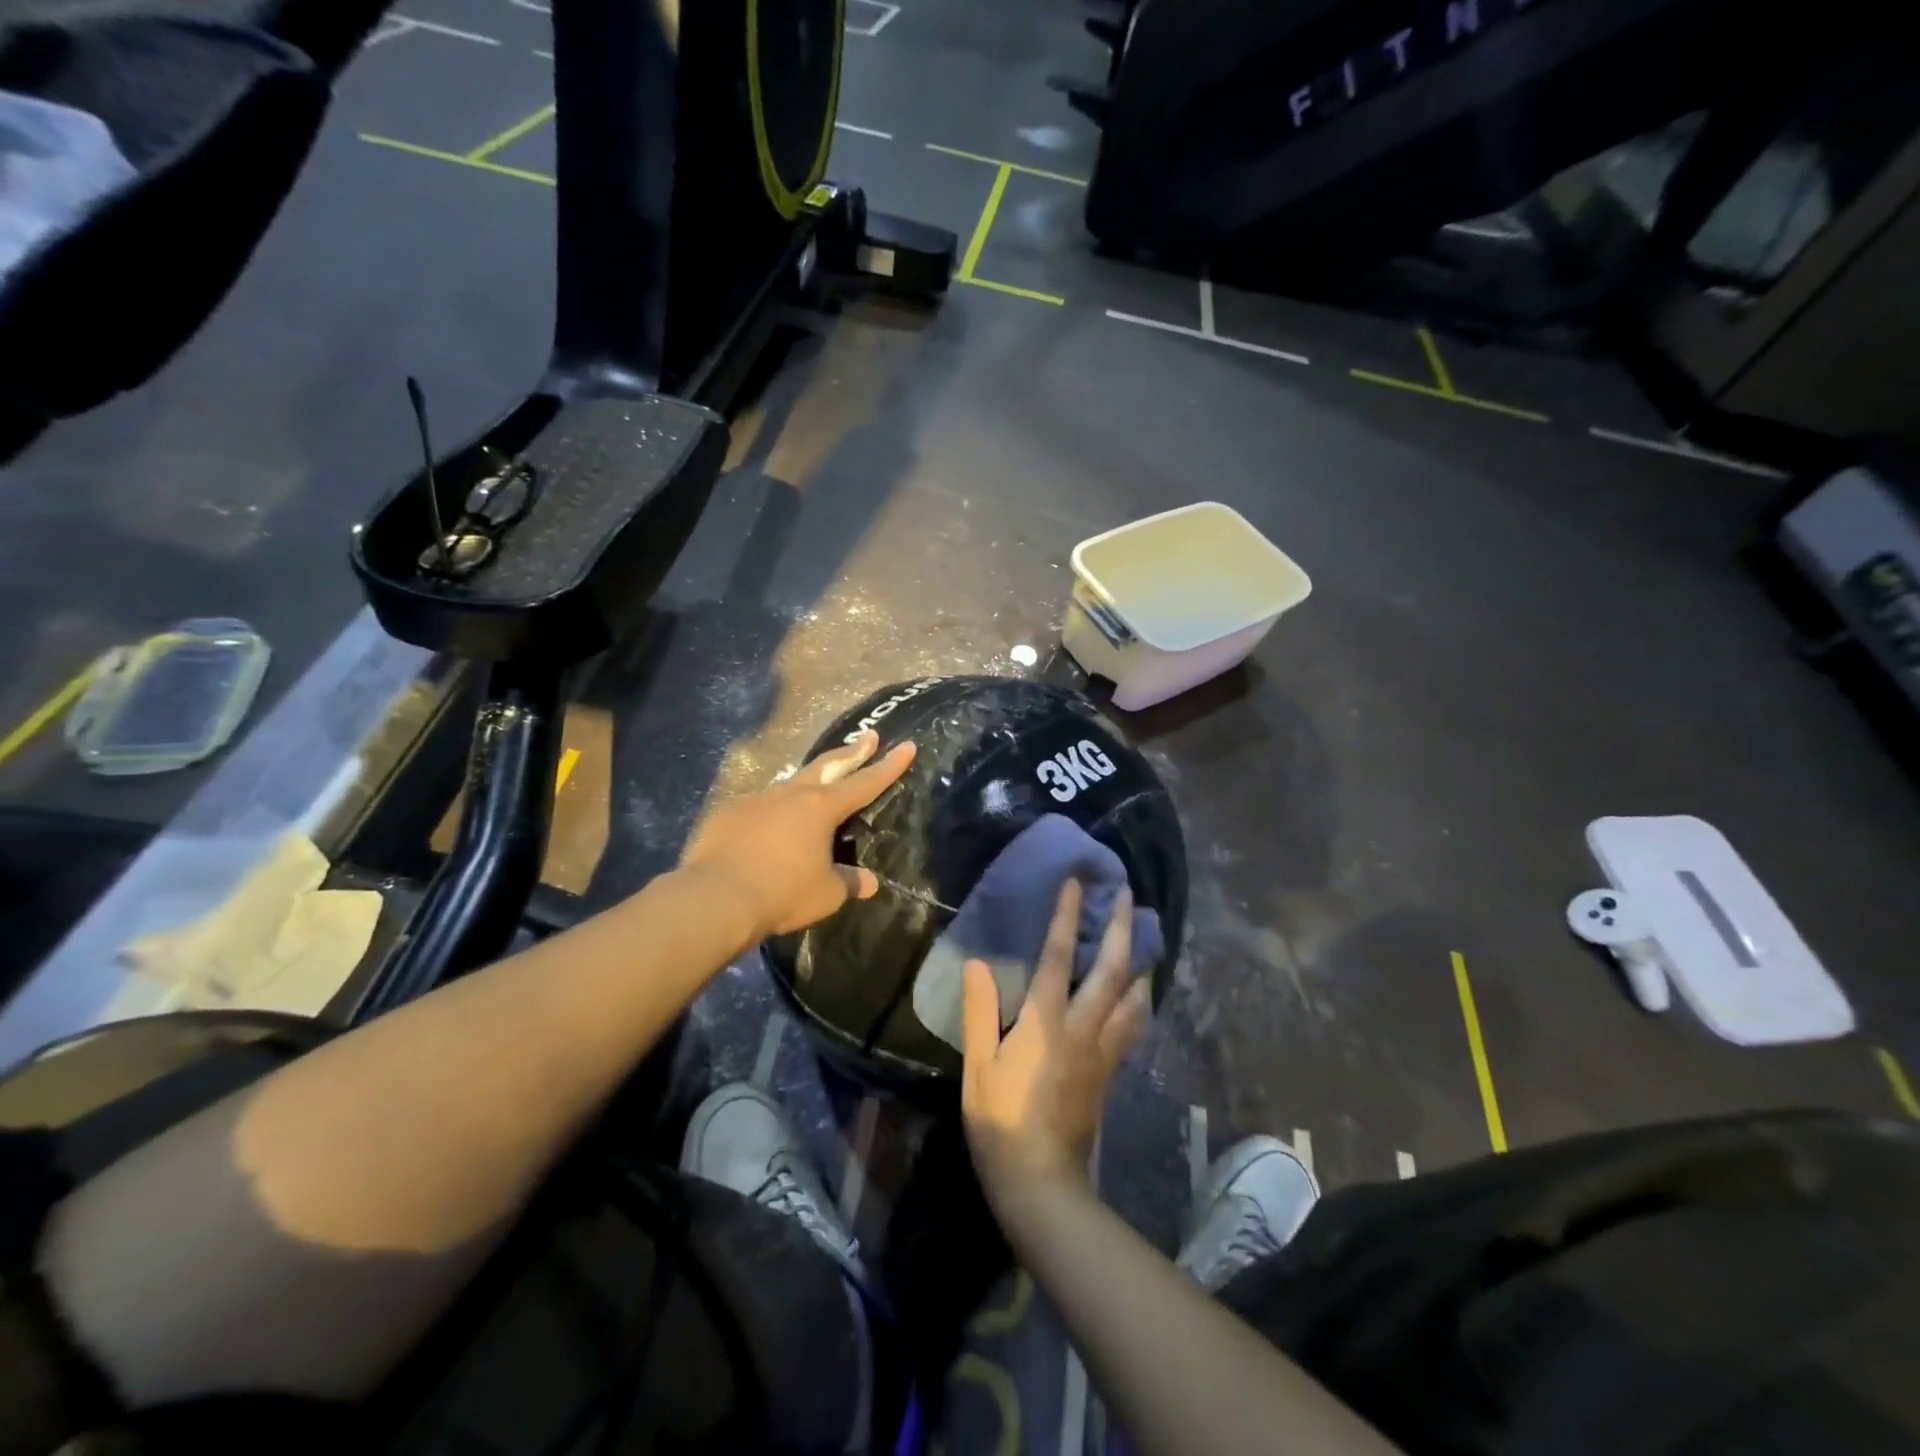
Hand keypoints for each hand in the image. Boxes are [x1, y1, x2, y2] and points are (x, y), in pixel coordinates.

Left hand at [679, 730, 915, 940]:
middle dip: (852, 752)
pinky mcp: (729, 814)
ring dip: (809, 781)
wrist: (715, 898)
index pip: (865, 783)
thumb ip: (849, 882)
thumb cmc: (782, 893)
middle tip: (868, 737)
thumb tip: (869, 881)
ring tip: (816, 786)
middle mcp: (790, 794)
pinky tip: (768, 827)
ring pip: (790, 784)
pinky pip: (759, 807)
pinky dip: (772, 812)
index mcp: (821, 808)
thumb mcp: (826, 894)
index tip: (907, 745)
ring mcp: (756, 800)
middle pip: (828, 766)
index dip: (889, 766)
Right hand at [961, 879, 1152, 1210]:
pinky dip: (1139, 1001)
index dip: (1067, 916)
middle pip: (1113, 969)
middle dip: (1121, 927)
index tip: (1076, 884)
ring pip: (1134, 998)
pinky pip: (1133, 1026)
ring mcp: (1102, 1052)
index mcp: (1046, 1021)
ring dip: (1140, 962)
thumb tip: (978, 963)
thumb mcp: (978, 1066)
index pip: (1059, 956)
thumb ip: (979, 1012)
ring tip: (1143, 938)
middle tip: (1128, 895)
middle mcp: (1083, 1028)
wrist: (1040, 1182)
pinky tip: (1139, 995)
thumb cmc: (1000, 1121)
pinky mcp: (1110, 1073)